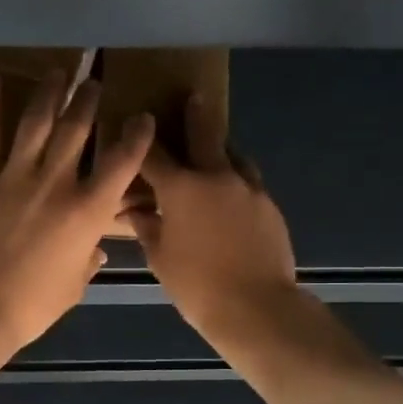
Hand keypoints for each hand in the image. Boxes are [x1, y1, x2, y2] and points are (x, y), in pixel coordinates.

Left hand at [0, 71, 154, 353]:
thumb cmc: (32, 305)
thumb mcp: (73, 285)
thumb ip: (87, 260)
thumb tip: (96, 249)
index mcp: (88, 211)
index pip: (122, 162)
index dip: (136, 136)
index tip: (142, 118)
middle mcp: (56, 182)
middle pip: (77, 129)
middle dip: (89, 100)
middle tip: (94, 81)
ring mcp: (15, 176)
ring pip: (36, 122)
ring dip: (49, 92)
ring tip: (58, 71)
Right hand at [128, 94, 299, 340]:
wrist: (256, 306)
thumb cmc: (196, 284)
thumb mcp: (160, 257)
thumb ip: (147, 227)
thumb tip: (133, 211)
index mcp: (182, 188)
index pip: (154, 155)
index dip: (141, 140)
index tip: (134, 125)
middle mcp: (217, 177)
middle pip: (205, 135)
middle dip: (195, 115)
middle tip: (193, 97)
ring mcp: (249, 189)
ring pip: (234, 156)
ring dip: (220, 150)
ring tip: (212, 154)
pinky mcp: (269, 206)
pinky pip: (248, 183)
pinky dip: (236, 181)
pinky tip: (230, 198)